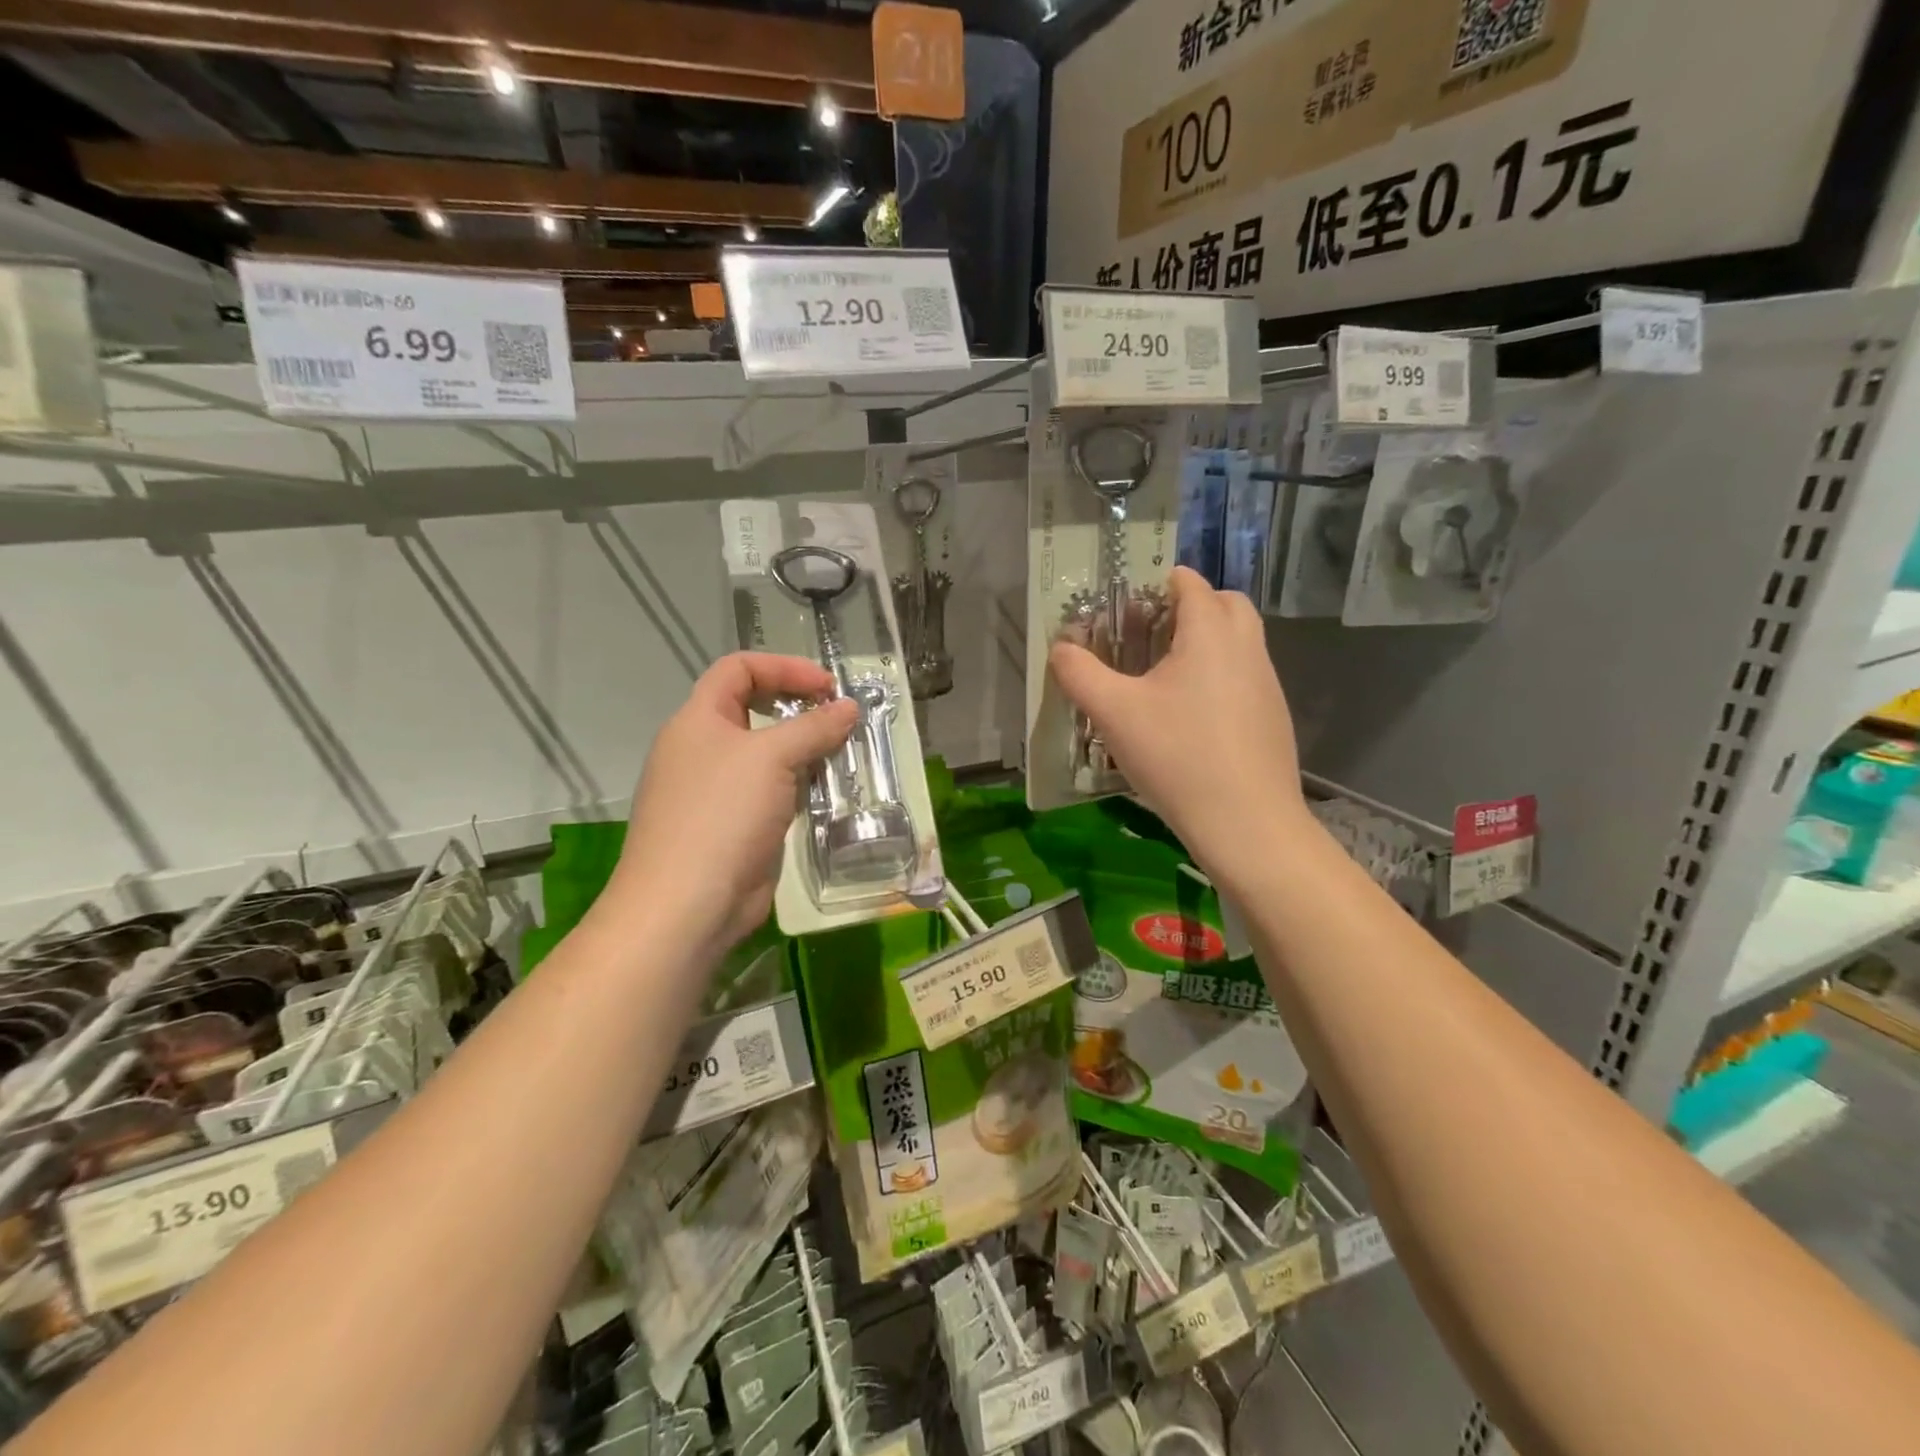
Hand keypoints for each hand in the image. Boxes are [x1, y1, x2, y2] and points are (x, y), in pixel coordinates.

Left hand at [611, 653, 857, 950]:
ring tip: (844, 757)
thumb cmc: (722, 814)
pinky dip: (800, 787)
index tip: (828, 687)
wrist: (687, 904)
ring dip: (806, 752)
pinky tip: (828, 796)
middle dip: (800, 710)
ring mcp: (718, 791)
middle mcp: (704, 750)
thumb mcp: (771, 758)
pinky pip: (773, 793)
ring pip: (768, 756)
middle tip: (841, 721)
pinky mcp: (735, 826)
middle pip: (755, 711)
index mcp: (698, 720)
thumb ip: (813, 727)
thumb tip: (849, 707)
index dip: (784, 668)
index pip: (738, 669)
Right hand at [1049, 568, 1310, 884]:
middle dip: (1187, 608)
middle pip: (1223, 603)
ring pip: (1238, 641)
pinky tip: (1190, 720)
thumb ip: (1079, 673)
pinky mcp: (1273, 716)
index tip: (1125, 609)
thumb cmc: (1177, 756)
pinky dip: (1219, 677)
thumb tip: (1060, 648)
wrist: (1247, 823)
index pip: (1188, 581)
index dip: (1155, 584)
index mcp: (1210, 632)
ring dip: (1205, 643)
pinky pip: (1245, 677)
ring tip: (1163, 680)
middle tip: (1148, 638)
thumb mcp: (1114, 713)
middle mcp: (1246, 646)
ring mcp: (1267, 683)